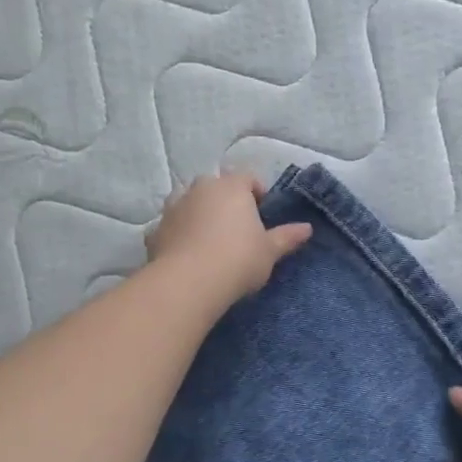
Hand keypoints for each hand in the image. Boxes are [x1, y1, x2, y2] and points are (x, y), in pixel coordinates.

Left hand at [146, 173, 312, 305]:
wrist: (189, 283)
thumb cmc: (238, 260)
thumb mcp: (269, 251)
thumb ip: (286, 237)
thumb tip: (307, 228)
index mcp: (231, 187)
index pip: (247, 178)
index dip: (257, 193)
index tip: (262, 214)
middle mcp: (200, 189)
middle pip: (215, 187)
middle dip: (224, 201)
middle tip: (235, 228)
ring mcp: (173, 207)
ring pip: (188, 203)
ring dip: (197, 214)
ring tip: (208, 239)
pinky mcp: (155, 230)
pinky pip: (170, 227)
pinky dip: (177, 234)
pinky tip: (185, 254)